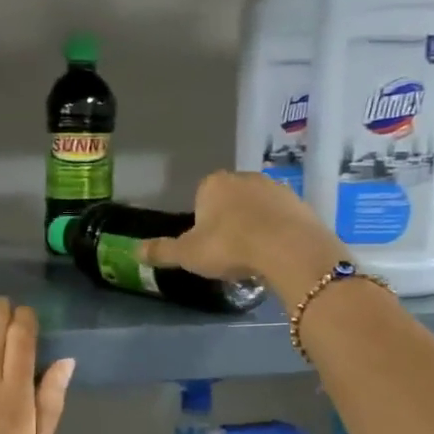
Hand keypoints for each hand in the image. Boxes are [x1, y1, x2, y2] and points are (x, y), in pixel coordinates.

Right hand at [142, 171, 341, 298]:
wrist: (288, 249)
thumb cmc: (230, 247)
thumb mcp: (188, 254)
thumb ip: (162, 251)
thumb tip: (134, 250)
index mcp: (213, 184)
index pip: (201, 198)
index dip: (202, 222)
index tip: (208, 245)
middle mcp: (244, 177)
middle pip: (231, 200)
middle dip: (229, 221)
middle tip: (230, 253)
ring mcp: (275, 187)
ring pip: (257, 207)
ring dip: (254, 225)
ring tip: (255, 256)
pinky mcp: (300, 202)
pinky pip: (282, 218)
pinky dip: (277, 232)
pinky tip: (276, 253)